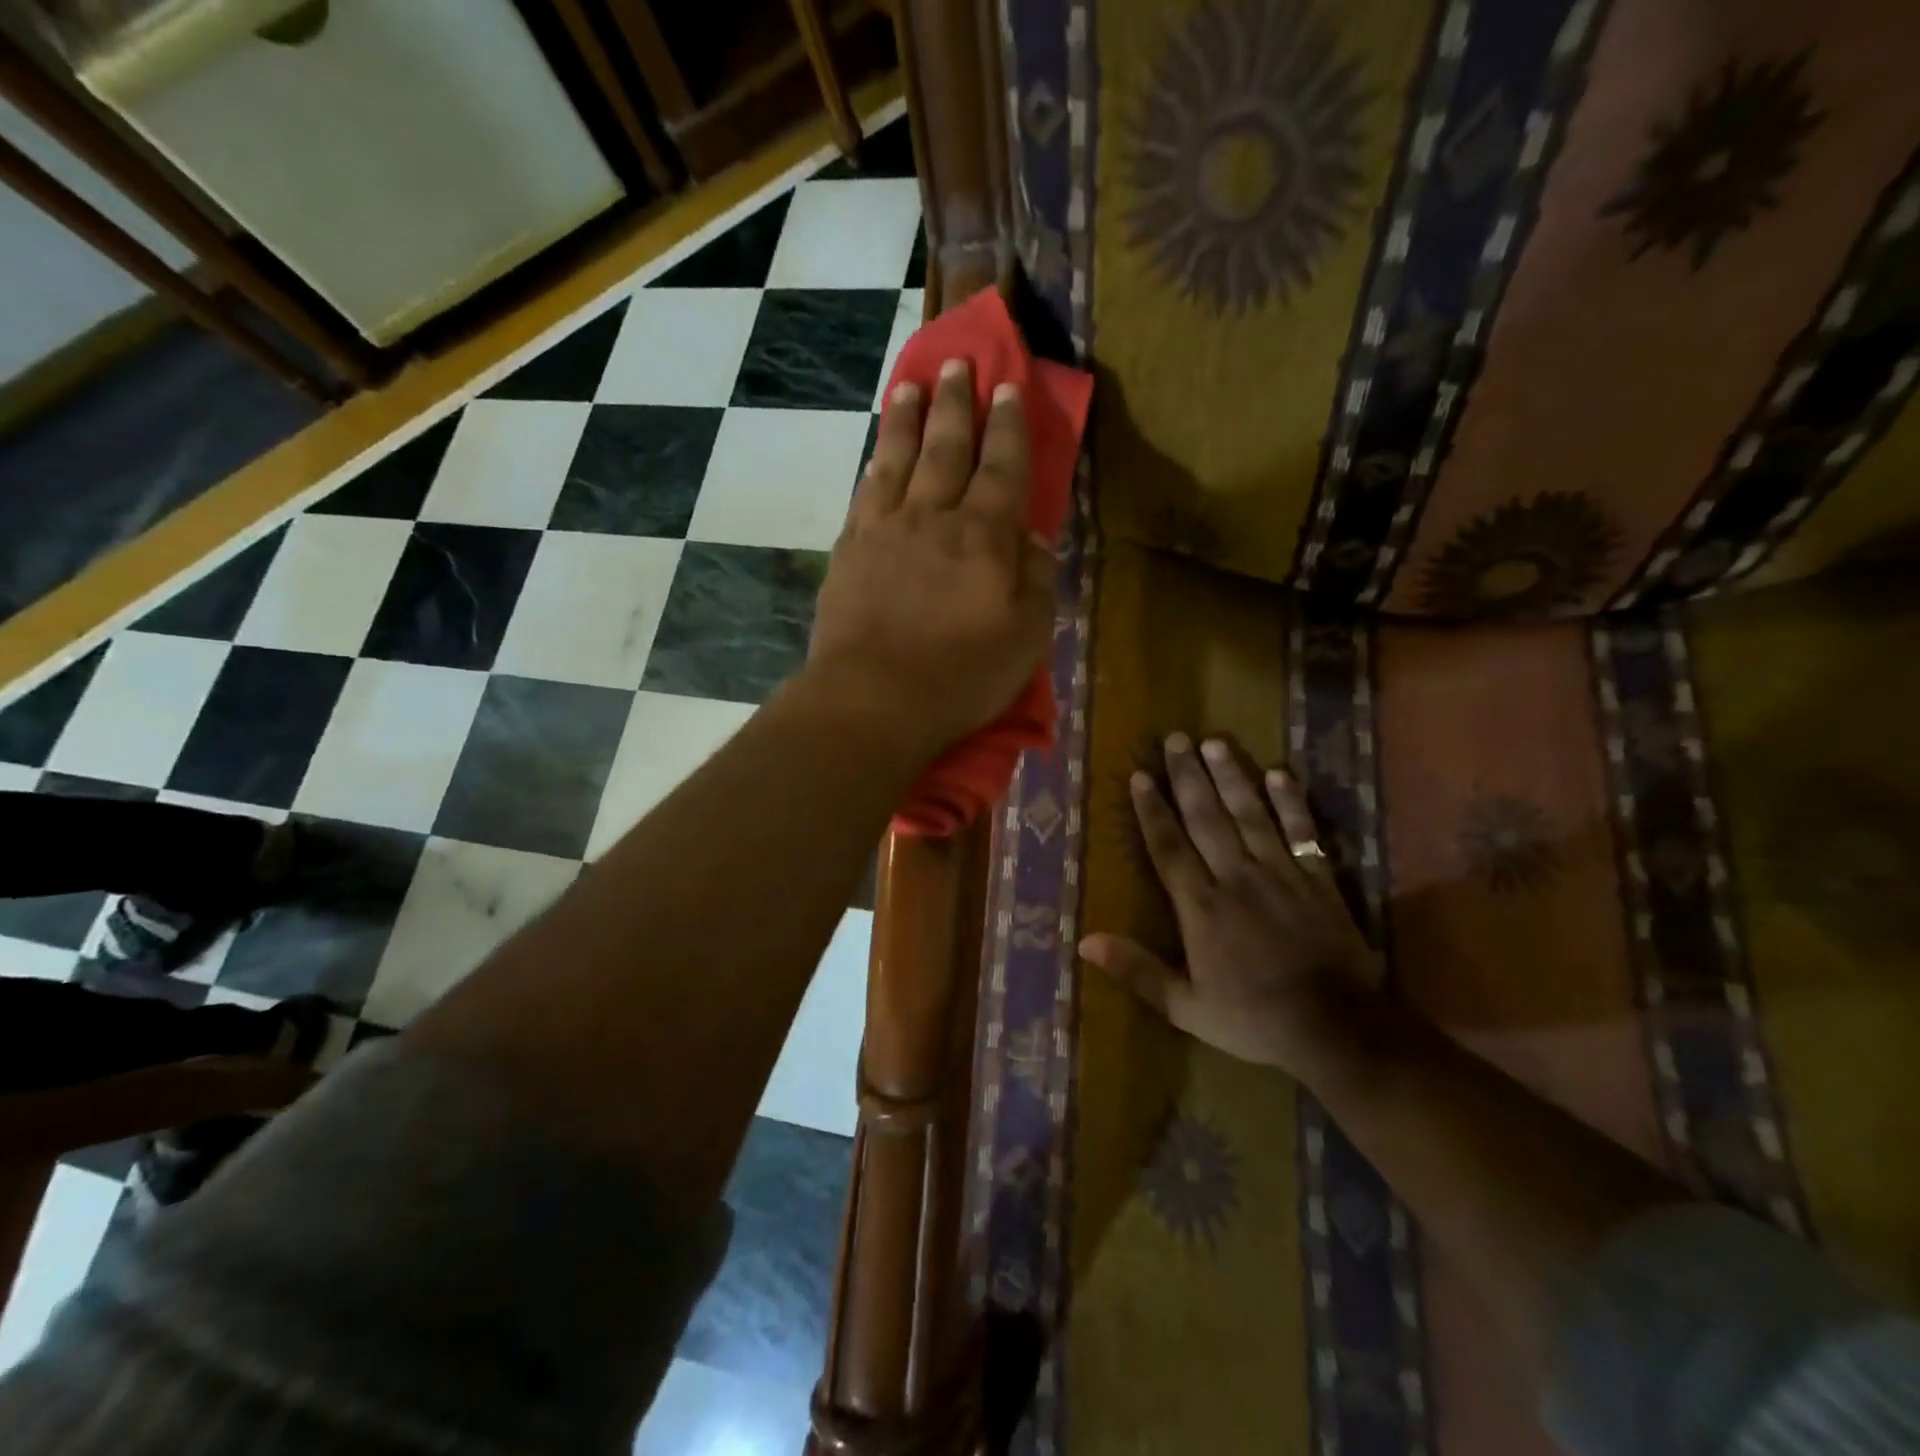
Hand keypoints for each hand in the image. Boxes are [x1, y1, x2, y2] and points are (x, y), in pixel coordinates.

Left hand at [807, 358, 1054, 757]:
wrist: (874, 698)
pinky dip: (874, 464)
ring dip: (907, 417)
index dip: (1007, 425)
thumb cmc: (961, 675)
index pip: (1001, 466)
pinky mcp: (849, 550)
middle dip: (955, 402)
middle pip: (946, 447)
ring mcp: (885, 529)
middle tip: (957, 362)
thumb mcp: (1027, 636)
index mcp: (984, 535)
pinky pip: (865, 491)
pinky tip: (877, 452)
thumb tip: (1031, 535)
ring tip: (911, 384)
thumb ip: (1036, 578)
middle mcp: (934, 516)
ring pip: (898, 457)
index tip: (1007, 386)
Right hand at [1081, 734, 1381, 1082]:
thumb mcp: (1186, 1007)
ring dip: (1230, 777)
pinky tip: (1277, 773)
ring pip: (1249, 814)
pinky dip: (1290, 802)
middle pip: (1206, 818)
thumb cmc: (1255, 1019)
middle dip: (1188, 777)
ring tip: (1214, 742)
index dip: (1152, 809)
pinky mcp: (1317, 878)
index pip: (1169, 846)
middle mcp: (1236, 877)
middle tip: (1175, 739)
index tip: (1140, 775)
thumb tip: (1086, 941)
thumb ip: (1137, 971)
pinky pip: (1301, 831)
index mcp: (1201, 906)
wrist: (1339, 1029)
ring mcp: (1280, 873)